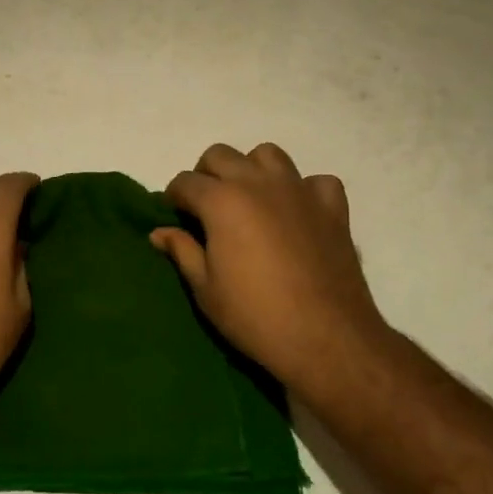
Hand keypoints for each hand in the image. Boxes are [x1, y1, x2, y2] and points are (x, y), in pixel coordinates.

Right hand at [150, 143, 388, 400]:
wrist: (326, 338)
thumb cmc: (255, 316)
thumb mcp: (205, 290)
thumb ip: (182, 252)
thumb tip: (160, 232)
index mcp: (222, 201)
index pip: (185, 182)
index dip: (174, 198)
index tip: (175, 217)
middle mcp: (257, 183)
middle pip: (221, 155)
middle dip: (206, 175)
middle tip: (207, 208)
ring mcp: (298, 190)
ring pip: (268, 155)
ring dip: (252, 170)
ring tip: (250, 200)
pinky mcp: (332, 207)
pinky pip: (315, 181)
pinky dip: (304, 190)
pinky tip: (298, 212)